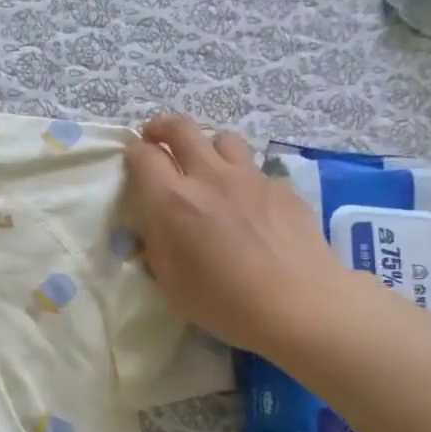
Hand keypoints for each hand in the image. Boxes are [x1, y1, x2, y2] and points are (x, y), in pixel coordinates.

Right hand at [122, 115, 347, 356]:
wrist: (299, 304)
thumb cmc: (225, 303)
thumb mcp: (171, 284)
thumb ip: (156, 246)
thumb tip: (153, 225)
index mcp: (174, 202)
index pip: (144, 157)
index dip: (133, 152)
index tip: (132, 158)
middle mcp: (209, 177)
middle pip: (182, 128)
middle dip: (162, 127)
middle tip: (157, 138)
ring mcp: (250, 178)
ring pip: (222, 138)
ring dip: (207, 146)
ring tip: (206, 166)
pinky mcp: (281, 187)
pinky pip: (254, 168)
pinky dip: (242, 176)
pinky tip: (247, 203)